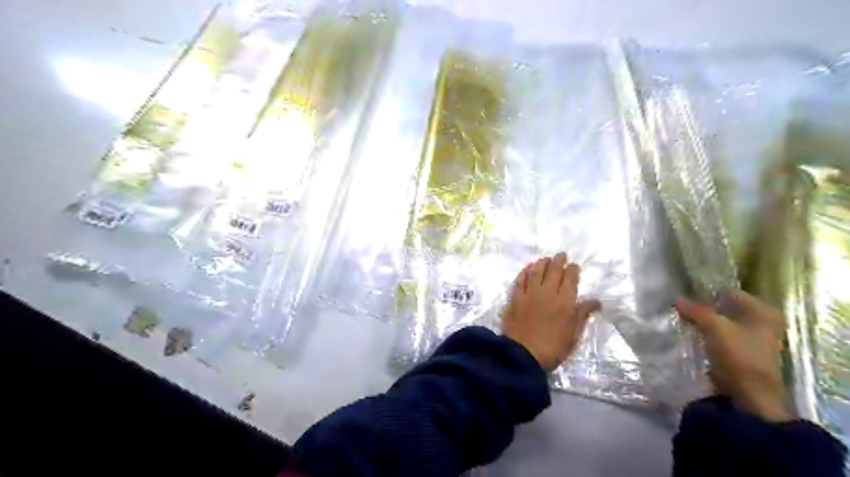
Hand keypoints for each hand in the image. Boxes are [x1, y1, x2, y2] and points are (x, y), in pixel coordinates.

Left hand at [500, 251, 599, 369]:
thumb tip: (596, 301)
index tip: (574, 266)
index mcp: (565, 302)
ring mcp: (529, 294)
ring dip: (542, 263)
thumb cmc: (552, 348)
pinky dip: (525, 272)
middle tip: (561, 255)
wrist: (521, 354)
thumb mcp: (573, 335)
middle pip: (553, 271)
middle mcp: (547, 293)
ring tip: (545, 259)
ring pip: (536, 271)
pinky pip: (520, 280)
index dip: (573, 270)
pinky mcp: (515, 298)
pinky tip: (528, 268)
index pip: (570, 278)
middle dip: (559, 261)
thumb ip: (582, 315)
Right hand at [675, 291, 793, 420]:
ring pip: (724, 322)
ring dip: (706, 322)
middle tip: (682, 307)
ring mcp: (757, 339)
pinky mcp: (745, 353)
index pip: (729, 292)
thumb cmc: (738, 356)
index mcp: (764, 311)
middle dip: (705, 308)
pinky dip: (710, 334)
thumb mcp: (713, 327)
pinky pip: (723, 335)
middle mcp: (764, 322)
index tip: (685, 294)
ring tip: (684, 319)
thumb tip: (677, 299)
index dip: (707, 293)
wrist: (750, 397)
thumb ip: (695, 310)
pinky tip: (694, 334)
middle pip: (727, 307)